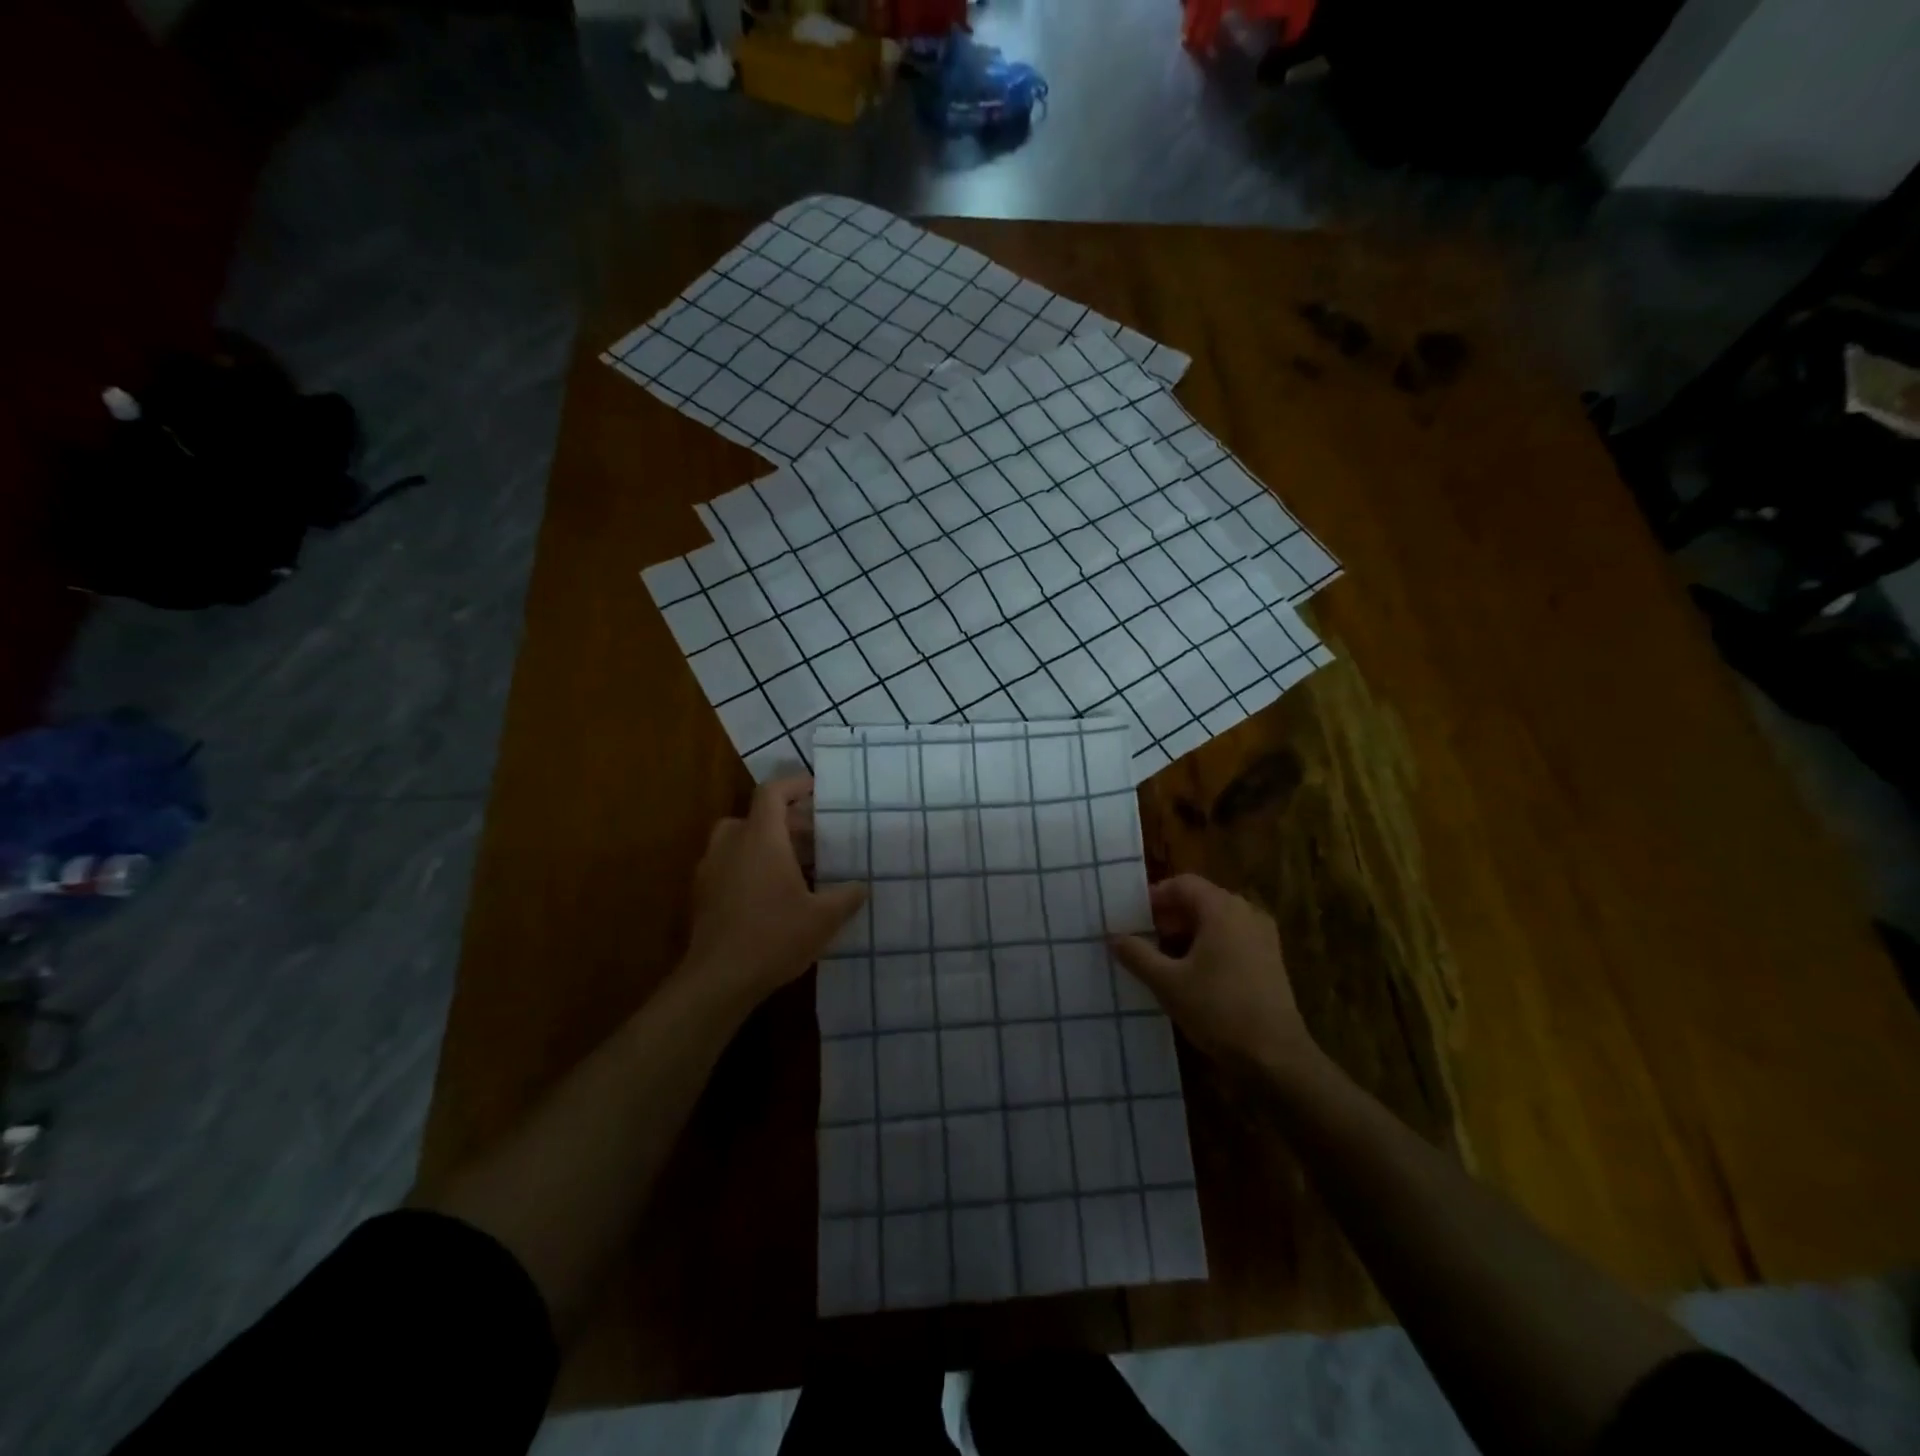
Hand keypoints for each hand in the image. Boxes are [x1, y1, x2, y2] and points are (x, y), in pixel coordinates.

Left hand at [685, 777, 866, 1006]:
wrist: (718, 980)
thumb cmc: (774, 937)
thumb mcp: (823, 918)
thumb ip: (846, 896)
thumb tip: (862, 885)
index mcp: (761, 838)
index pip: (772, 792)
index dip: (794, 785)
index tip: (817, 791)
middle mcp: (731, 844)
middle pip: (757, 816)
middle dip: (787, 822)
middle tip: (815, 838)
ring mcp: (711, 869)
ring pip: (741, 841)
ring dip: (767, 844)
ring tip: (796, 867)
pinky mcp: (702, 894)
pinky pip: (730, 865)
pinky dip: (751, 866)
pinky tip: (772, 895)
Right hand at [1109, 875, 1313, 1073]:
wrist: (1276, 1057)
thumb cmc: (1218, 1009)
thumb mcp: (1167, 983)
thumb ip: (1137, 954)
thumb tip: (1114, 937)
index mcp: (1222, 909)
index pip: (1182, 884)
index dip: (1154, 897)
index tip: (1132, 919)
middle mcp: (1246, 913)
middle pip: (1200, 900)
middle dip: (1169, 916)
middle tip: (1144, 939)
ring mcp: (1263, 936)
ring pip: (1217, 921)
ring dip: (1188, 933)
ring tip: (1163, 959)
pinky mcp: (1270, 960)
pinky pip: (1232, 938)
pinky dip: (1209, 946)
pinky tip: (1193, 974)